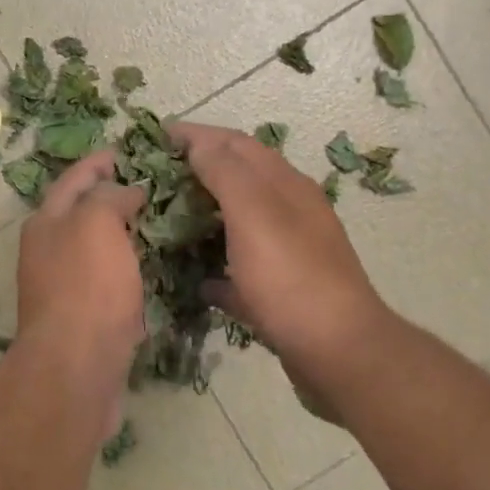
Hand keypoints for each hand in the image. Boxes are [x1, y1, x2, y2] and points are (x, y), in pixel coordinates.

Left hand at [16, 151, 146, 428]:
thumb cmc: (86, 287)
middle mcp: (49, 251)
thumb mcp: (96, 224)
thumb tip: (126, 191)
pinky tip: (155, 268)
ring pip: (98, 249)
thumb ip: (110, 197)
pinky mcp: (84, 318)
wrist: (76, 368)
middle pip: (83, 213)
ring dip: (124, 234)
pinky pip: (110, 281)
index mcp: (46, 222)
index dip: (99, 161)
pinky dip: (130, 268)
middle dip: (113, 196)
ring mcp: (65, 286)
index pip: (74, 179)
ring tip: (161, 222)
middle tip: (154, 186)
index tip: (128, 150)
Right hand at [172, 123, 392, 407]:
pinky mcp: (281, 293)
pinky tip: (193, 279)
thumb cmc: (291, 278)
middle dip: (196, 173)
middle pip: (237, 180)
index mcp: (285, 186)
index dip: (196, 135)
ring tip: (164, 222)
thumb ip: (226, 173)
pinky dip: (216, 268)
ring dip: (203, 218)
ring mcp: (288, 254)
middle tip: (152, 180)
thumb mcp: (255, 214)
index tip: (154, 136)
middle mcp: (289, 212)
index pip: (235, 144)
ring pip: (238, 224)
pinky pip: (241, 272)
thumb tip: (200, 143)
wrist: (338, 354)